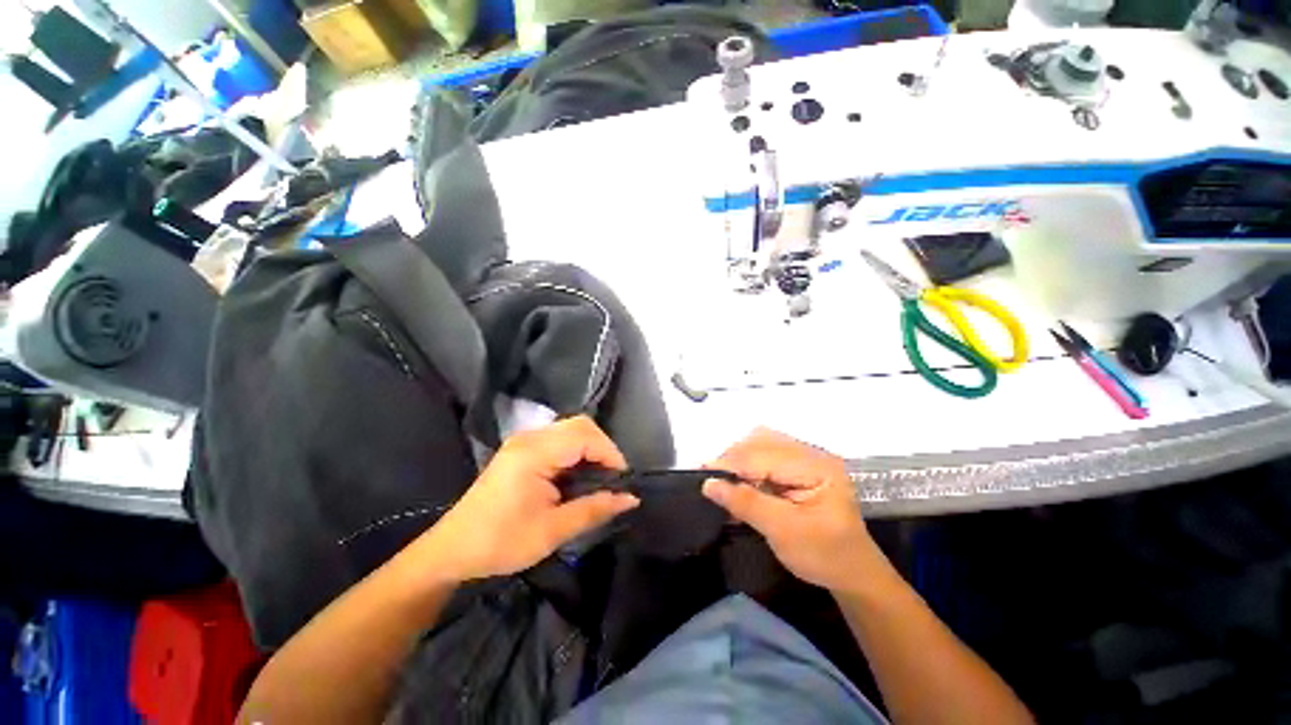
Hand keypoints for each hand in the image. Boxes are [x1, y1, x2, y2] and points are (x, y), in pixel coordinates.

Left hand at [416, 416, 638, 582]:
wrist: (452, 550)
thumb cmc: (500, 543)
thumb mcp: (552, 531)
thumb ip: (594, 510)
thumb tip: (630, 499)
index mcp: (533, 453)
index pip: (584, 436)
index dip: (610, 453)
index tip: (622, 480)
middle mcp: (529, 438)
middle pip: (579, 425)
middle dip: (603, 448)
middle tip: (612, 478)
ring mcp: (524, 440)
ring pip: (571, 429)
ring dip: (591, 448)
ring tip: (600, 478)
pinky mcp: (522, 449)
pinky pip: (560, 438)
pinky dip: (577, 451)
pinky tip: (578, 475)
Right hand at [702, 428, 886, 593]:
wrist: (853, 575)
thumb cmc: (825, 556)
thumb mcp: (784, 532)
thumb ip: (746, 503)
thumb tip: (709, 483)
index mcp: (818, 466)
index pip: (765, 455)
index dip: (732, 462)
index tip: (702, 471)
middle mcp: (812, 454)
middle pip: (762, 442)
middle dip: (734, 458)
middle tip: (713, 479)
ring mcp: (806, 460)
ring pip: (761, 446)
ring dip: (739, 461)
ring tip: (724, 481)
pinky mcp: (799, 469)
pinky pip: (765, 458)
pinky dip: (748, 468)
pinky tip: (740, 485)